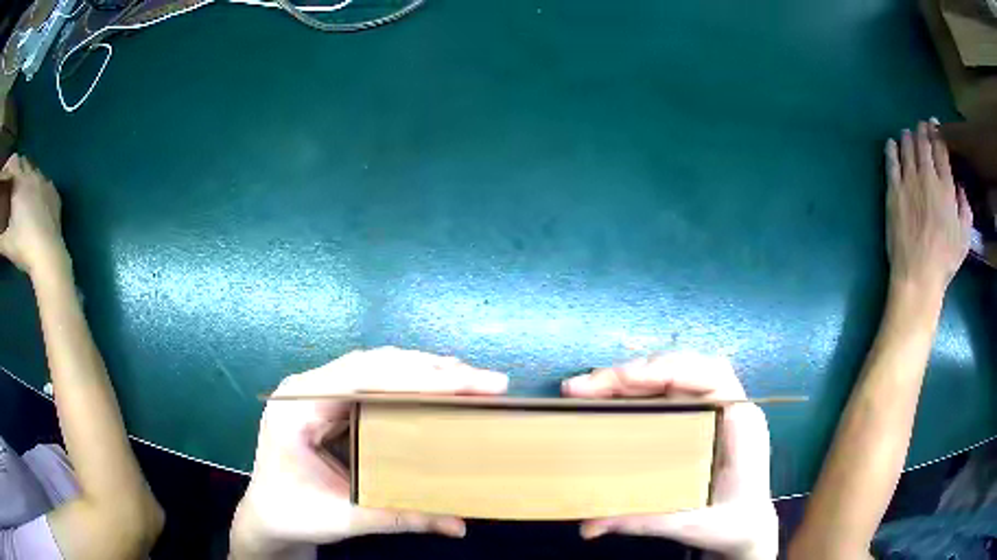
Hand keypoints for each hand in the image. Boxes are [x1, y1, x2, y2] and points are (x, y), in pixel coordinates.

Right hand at [0, 154, 64, 274]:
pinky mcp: (53, 193)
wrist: (48, 254)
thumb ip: (0, 238)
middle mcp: (32, 175)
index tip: (8, 164)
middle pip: (22, 162)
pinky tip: (33, 191)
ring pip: (32, 167)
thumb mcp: (6, 243)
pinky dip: (35, 182)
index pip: (13, 165)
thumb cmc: (23, 246)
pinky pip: (43, 180)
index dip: (9, 163)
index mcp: (19, 183)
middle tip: (11, 173)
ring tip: (19, 181)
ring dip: (25, 171)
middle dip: (16, 165)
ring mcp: (44, 182)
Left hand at [230, 347, 508, 559]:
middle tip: (485, 380)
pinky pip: (372, 381)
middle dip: (433, 369)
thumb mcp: (343, 518)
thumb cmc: (292, 513)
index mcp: (298, 407)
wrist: (265, 515)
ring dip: (423, 370)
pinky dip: (408, 382)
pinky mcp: (328, 402)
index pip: (365, 378)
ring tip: (469, 379)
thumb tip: (459, 524)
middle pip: (375, 363)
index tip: (470, 381)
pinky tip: (436, 386)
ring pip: (376, 366)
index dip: (421, 377)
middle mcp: (306, 388)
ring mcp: (316, 391)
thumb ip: (400, 517)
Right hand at [562, 352, 776, 559]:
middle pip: (684, 369)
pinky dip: (641, 390)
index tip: (620, 380)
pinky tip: (615, 398)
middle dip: (634, 373)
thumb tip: (588, 526)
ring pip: (676, 376)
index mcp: (740, 422)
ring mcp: (717, 410)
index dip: (665, 369)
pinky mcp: (703, 419)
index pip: (708, 375)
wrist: (750, 529)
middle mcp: (730, 406)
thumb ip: (643, 520)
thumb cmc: (732, 523)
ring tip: (591, 387)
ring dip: (633, 377)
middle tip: (583, 387)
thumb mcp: (691, 524)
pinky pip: (672, 392)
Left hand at [885, 121, 971, 297]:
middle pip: (923, 143)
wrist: (918, 273)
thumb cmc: (945, 258)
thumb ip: (965, 207)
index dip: (937, 133)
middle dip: (922, 130)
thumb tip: (960, 187)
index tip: (935, 126)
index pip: (940, 149)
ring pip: (907, 148)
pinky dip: (891, 149)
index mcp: (946, 186)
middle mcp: (927, 177)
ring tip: (908, 134)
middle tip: (922, 126)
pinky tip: (891, 144)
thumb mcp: (964, 235)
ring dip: (908, 137)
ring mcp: (908, 182)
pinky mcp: (893, 191)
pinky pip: (891, 162)